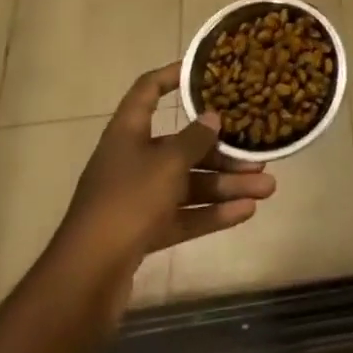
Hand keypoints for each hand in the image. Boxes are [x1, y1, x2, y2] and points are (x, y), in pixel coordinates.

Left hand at [51, 64, 275, 294]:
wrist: (85, 281)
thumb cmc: (126, 203)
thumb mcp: (166, 164)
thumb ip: (194, 139)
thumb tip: (213, 117)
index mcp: (128, 133)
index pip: (148, 91)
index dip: (173, 76)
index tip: (206, 71)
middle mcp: (133, 160)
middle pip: (182, 146)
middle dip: (222, 151)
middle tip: (258, 151)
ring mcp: (138, 199)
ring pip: (189, 184)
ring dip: (226, 185)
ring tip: (267, 187)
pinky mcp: (145, 232)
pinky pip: (185, 215)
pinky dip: (213, 213)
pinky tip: (247, 212)